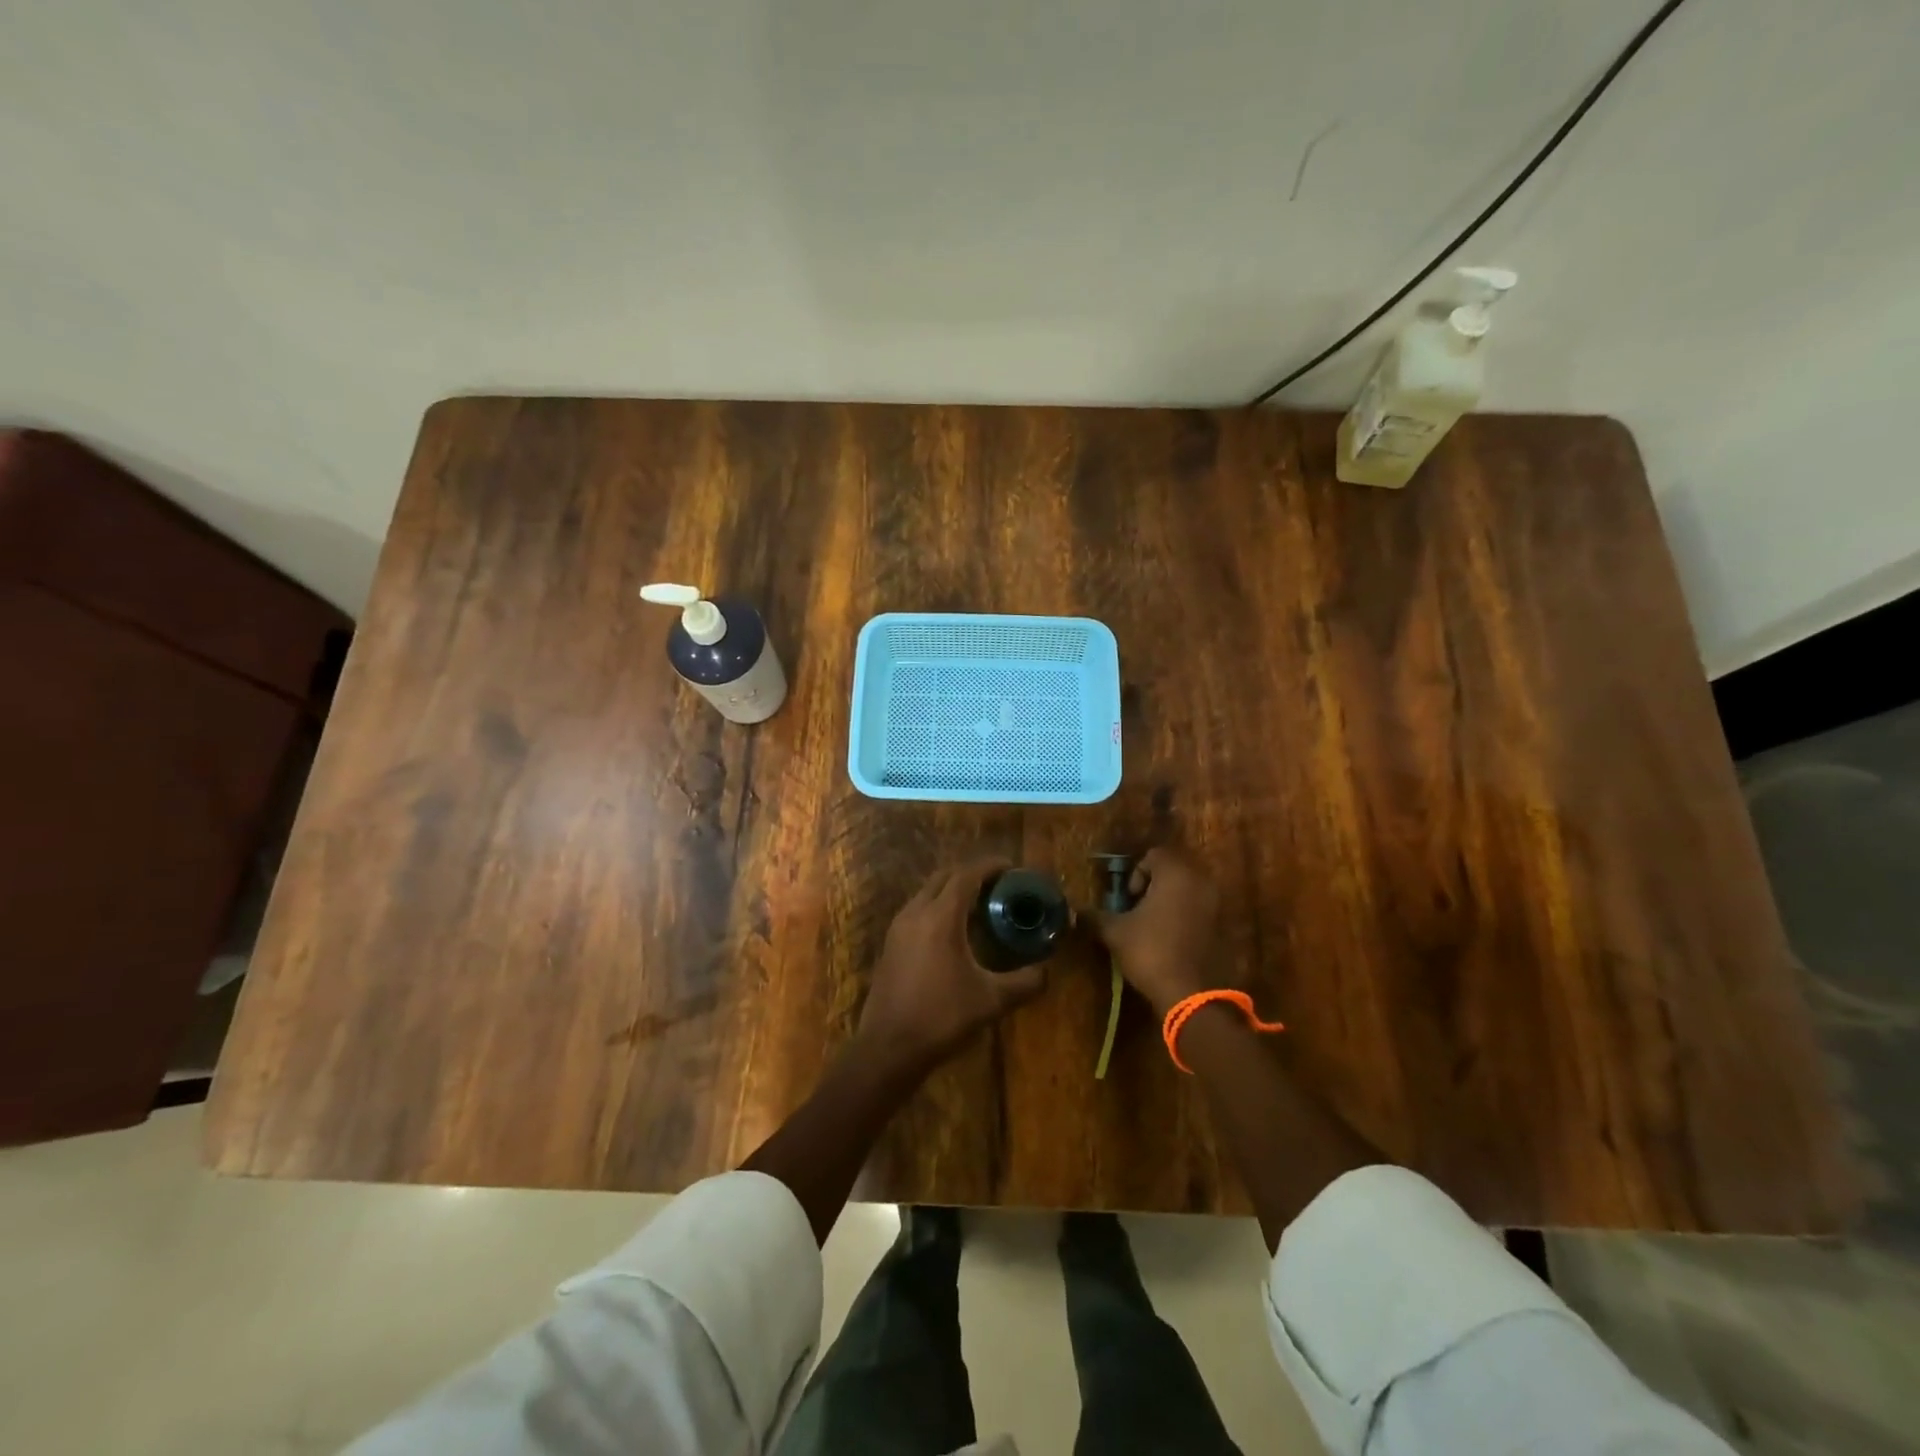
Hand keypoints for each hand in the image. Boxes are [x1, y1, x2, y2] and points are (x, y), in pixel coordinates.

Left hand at [853, 858, 1047, 1077]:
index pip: (967, 875)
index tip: (1011, 867)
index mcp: (940, 917)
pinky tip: (955, 932)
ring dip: (953, 891)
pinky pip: (918, 910)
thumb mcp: (991, 1001)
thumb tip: (1047, 971)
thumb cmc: (941, 1017)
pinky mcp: (891, 944)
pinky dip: (938, 908)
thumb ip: (1025, 982)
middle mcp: (916, 912)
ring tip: (980, 906)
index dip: (990, 867)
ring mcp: (898, 928)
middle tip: (998, 886)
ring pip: (928, 893)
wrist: (888, 1048)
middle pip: (945, 877)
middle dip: (972, 875)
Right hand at [1086, 847, 1229, 1015]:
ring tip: (1153, 925)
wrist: (1191, 995)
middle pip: (1174, 870)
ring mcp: (1217, 904)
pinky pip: (1201, 909)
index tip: (1128, 898)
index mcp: (1176, 873)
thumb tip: (1075, 910)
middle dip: (1154, 884)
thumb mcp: (1115, 932)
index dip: (1136, 873)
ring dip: (1170, 900)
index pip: (1155, 855)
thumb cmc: (1150, 952)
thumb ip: (1095, 916)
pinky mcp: (1224, 926)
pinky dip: (1186, 916)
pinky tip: (1171, 939)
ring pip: (1189, 889)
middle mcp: (1201, 881)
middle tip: (1138, 908)